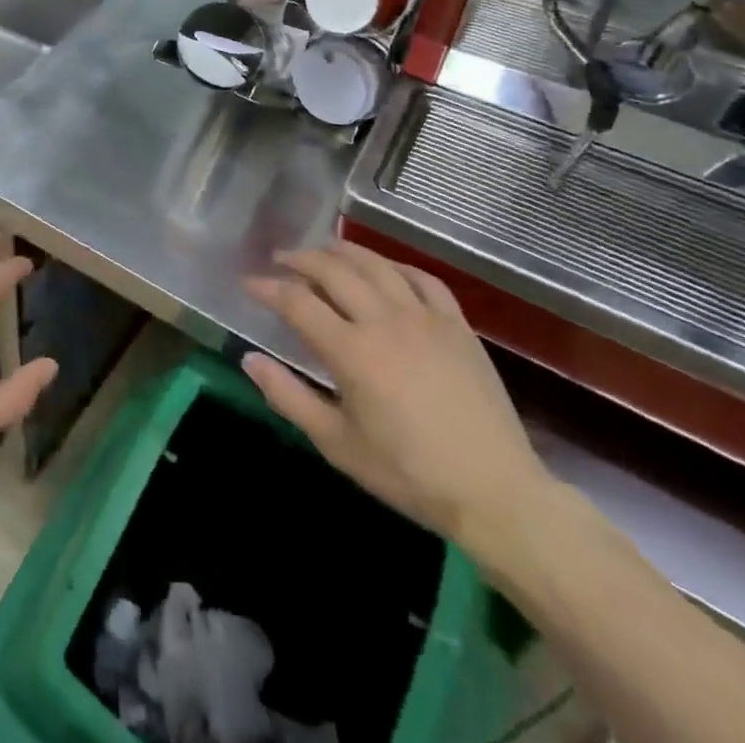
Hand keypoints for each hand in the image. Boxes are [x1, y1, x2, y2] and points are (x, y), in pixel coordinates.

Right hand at [242, 241, 552, 551]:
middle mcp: (384, 321)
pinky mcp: (457, 325)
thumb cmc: (408, 474)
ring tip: (322, 250)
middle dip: (301, 259)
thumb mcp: (338, 444)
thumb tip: (249, 358)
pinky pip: (423, 278)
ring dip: (342, 251)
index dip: (268, 288)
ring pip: (376, 265)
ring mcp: (425, 318)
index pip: (297, 302)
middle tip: (280, 259)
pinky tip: (384, 268)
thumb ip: (289, 397)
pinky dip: (395, 266)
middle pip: (333, 270)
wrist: (496, 493)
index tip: (248, 284)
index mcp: (352, 351)